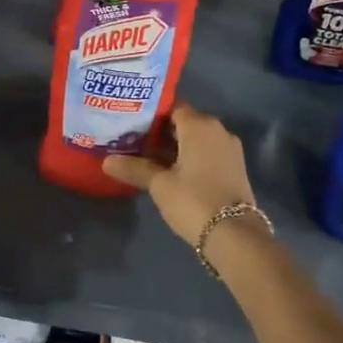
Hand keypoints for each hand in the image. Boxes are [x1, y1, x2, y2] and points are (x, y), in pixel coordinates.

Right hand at [104, 104, 258, 247]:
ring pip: (196, 140)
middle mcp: (218, 130)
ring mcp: (229, 150)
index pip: (172, 107)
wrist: (235, 235)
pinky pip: (207, 153)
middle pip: (184, 123)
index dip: (150, 113)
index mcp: (200, 125)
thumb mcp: (159, 184)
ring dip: (175, 147)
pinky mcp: (234, 168)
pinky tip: (170, 171)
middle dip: (160, 131)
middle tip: (132, 140)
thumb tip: (106, 161)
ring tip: (146, 157)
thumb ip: (134, 168)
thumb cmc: (194, 200)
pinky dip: (190, 158)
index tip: (130, 121)